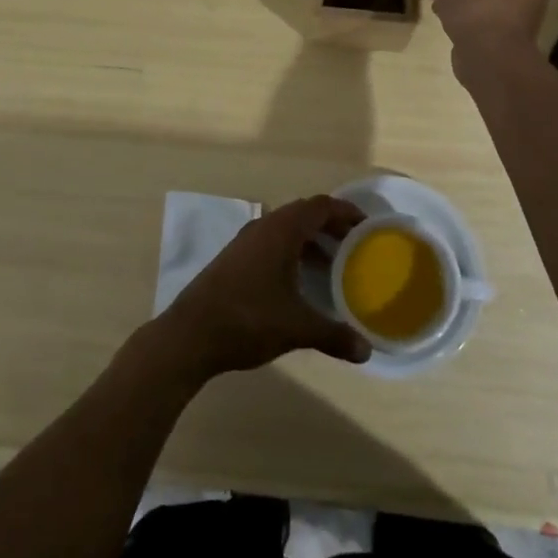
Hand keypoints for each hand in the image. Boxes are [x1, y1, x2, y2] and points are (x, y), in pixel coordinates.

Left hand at [152, 196, 371, 379]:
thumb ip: (333, 335)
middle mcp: (264, 227)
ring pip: (286, 229)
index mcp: (282, 230)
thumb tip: (367, 351)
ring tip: (333, 264)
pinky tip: (299, 282)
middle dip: (331, 225)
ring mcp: (245, 242)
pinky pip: (272, 243)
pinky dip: (292, 252)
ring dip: (310, 240)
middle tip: (354, 244)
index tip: (367, 225)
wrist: (190, 334)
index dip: (345, 212)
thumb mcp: (296, 328)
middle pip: (304, 214)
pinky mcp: (234, 259)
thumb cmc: (248, 319)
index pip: (320, 206)